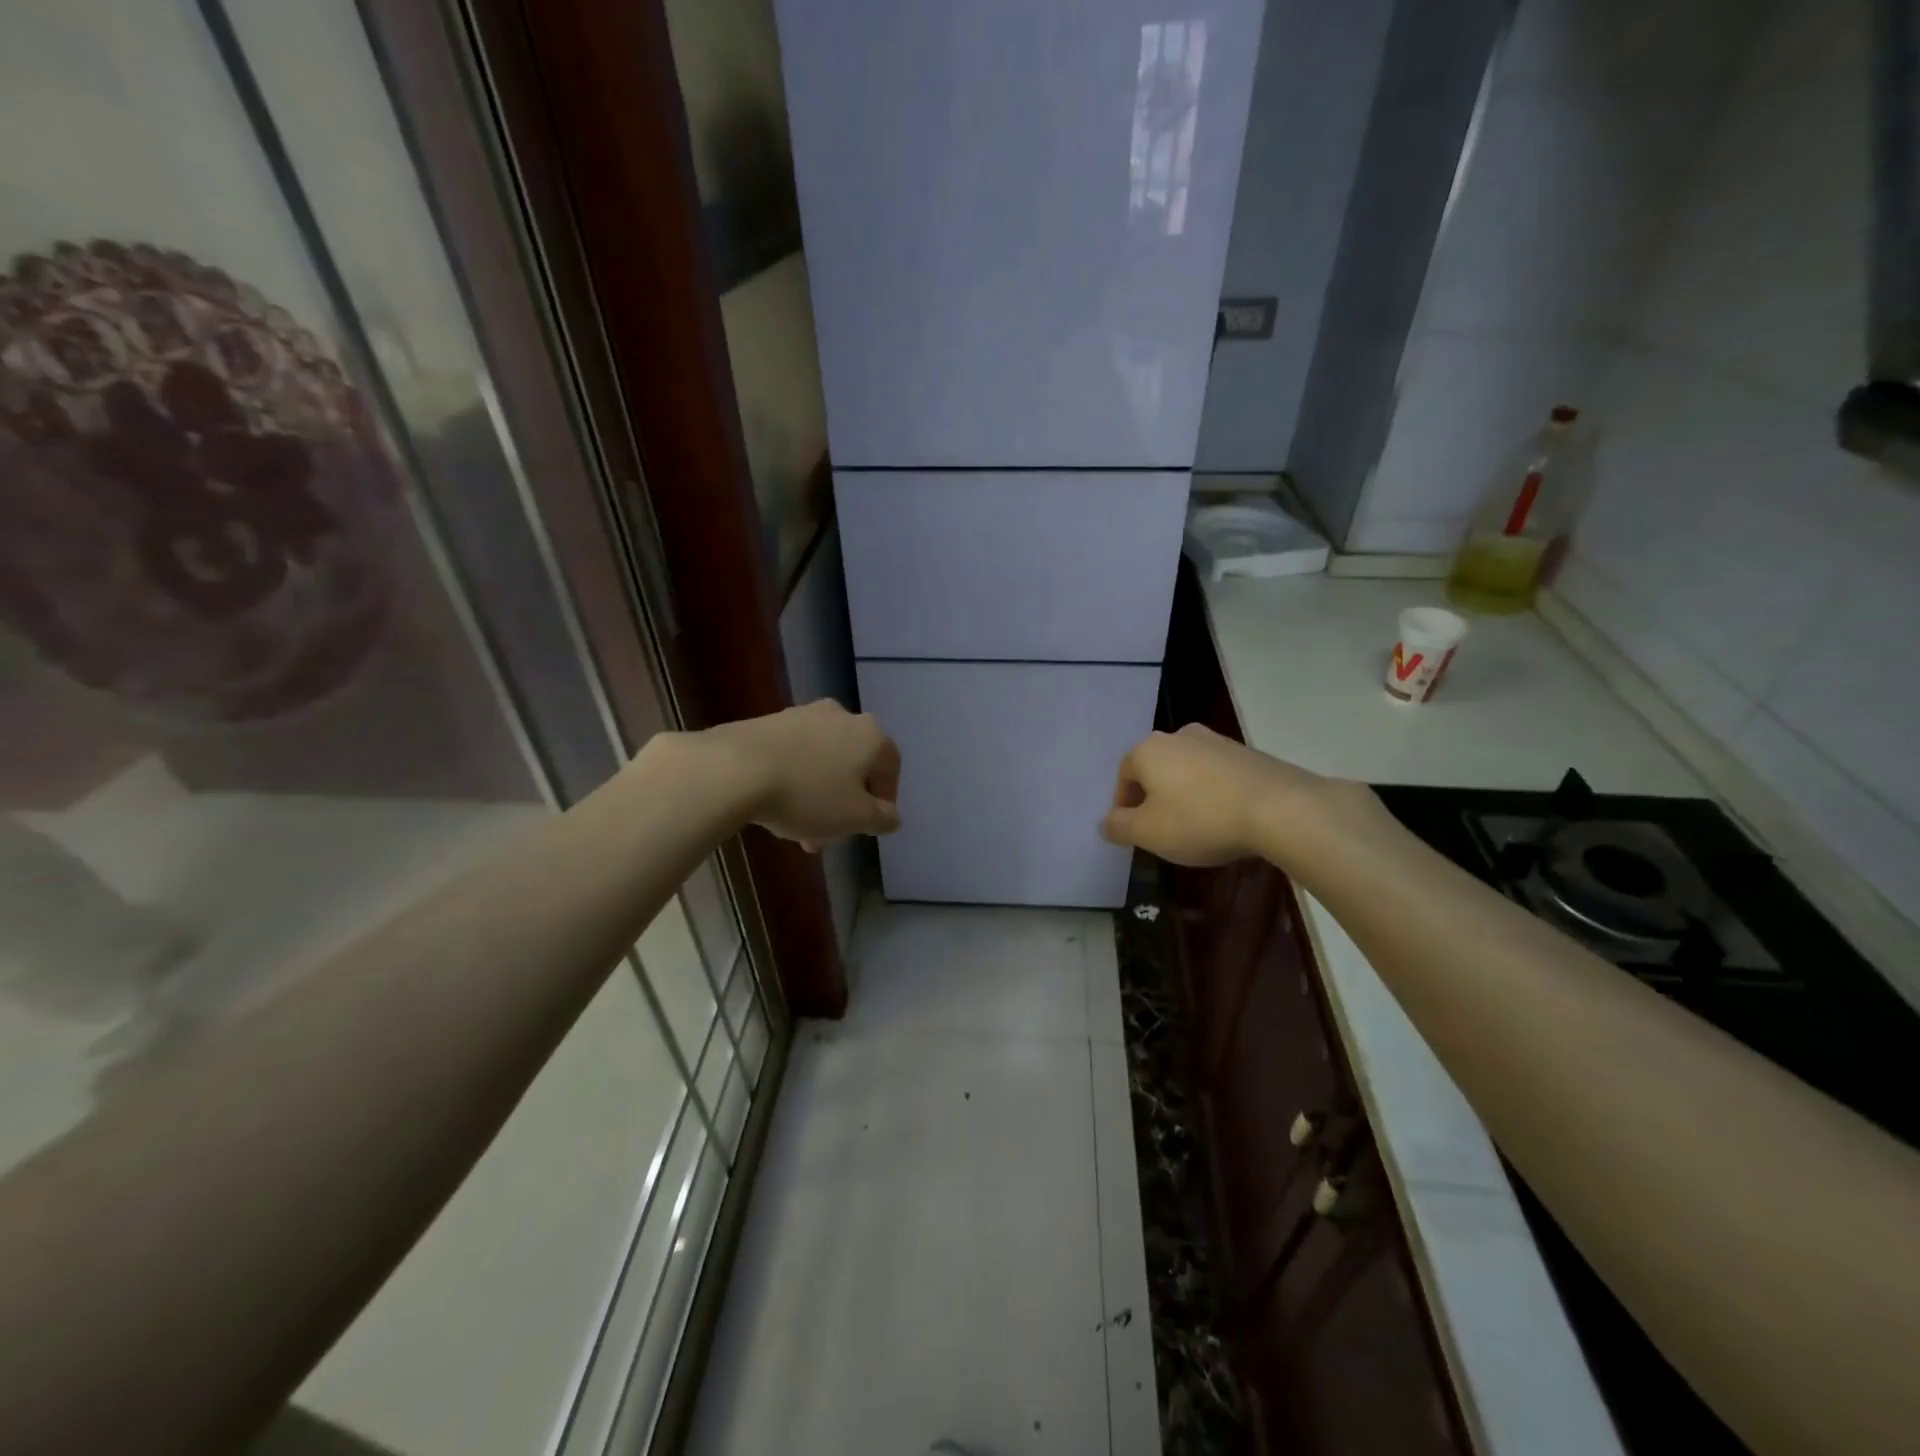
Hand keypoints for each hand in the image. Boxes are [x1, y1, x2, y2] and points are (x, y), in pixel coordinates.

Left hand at [708, 700, 900, 849]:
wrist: (736, 769)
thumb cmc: (808, 795)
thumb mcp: (854, 818)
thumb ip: (881, 818)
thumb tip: (892, 816)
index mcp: (871, 736)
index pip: (890, 767)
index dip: (885, 800)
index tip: (869, 825)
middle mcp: (842, 716)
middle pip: (853, 764)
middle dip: (845, 802)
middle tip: (830, 835)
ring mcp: (803, 715)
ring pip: (822, 761)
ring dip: (817, 794)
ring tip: (798, 829)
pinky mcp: (769, 720)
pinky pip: (793, 754)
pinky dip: (793, 779)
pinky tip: (775, 805)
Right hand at [1101, 724, 1322, 866]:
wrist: (1279, 809)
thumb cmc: (1200, 819)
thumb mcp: (1148, 833)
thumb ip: (1119, 827)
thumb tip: (1105, 822)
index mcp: (1148, 750)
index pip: (1123, 776)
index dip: (1124, 806)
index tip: (1135, 832)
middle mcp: (1179, 736)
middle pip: (1155, 769)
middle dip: (1154, 798)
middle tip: (1163, 829)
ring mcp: (1216, 740)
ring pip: (1187, 770)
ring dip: (1184, 794)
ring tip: (1197, 826)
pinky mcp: (1248, 752)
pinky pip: (1217, 774)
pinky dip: (1213, 793)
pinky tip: (1225, 818)